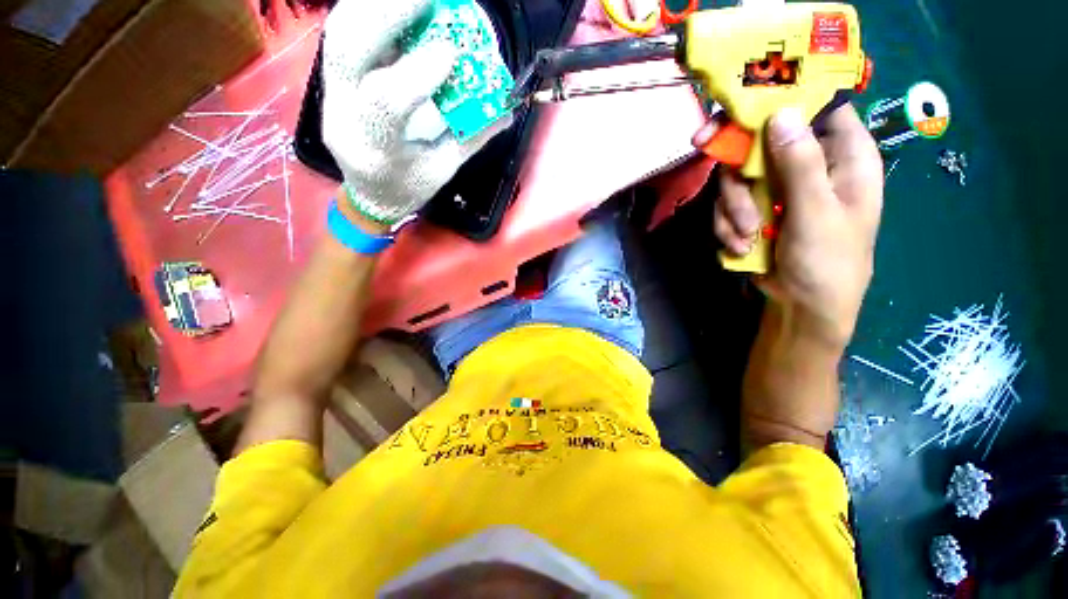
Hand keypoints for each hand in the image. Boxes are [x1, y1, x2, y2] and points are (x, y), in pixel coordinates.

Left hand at [322, 0, 510, 224]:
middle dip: (388, 11)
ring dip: (378, 3)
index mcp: (375, 149)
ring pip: (341, 29)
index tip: (452, 52)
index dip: (417, 73)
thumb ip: (472, 139)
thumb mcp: (443, 171)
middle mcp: (341, 113)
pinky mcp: (334, 76)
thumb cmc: (407, 188)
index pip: (385, 103)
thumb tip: (506, 110)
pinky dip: (371, 10)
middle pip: (348, 46)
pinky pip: (346, 30)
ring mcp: (331, 90)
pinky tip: (398, 8)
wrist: (368, 194)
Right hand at [696, 106, 882, 349]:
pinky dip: (727, 227)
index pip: (819, 108)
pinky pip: (727, 207)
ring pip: (737, 180)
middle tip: (736, 205)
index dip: (785, 101)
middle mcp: (808, 166)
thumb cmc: (828, 261)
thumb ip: (800, 164)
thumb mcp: (817, 212)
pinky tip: (740, 247)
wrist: (802, 306)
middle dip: (740, 179)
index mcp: (843, 156)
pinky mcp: (753, 211)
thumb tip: (781, 113)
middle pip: (761, 145)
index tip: (744, 113)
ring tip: (744, 239)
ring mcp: (777, 191)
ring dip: (732, 212)